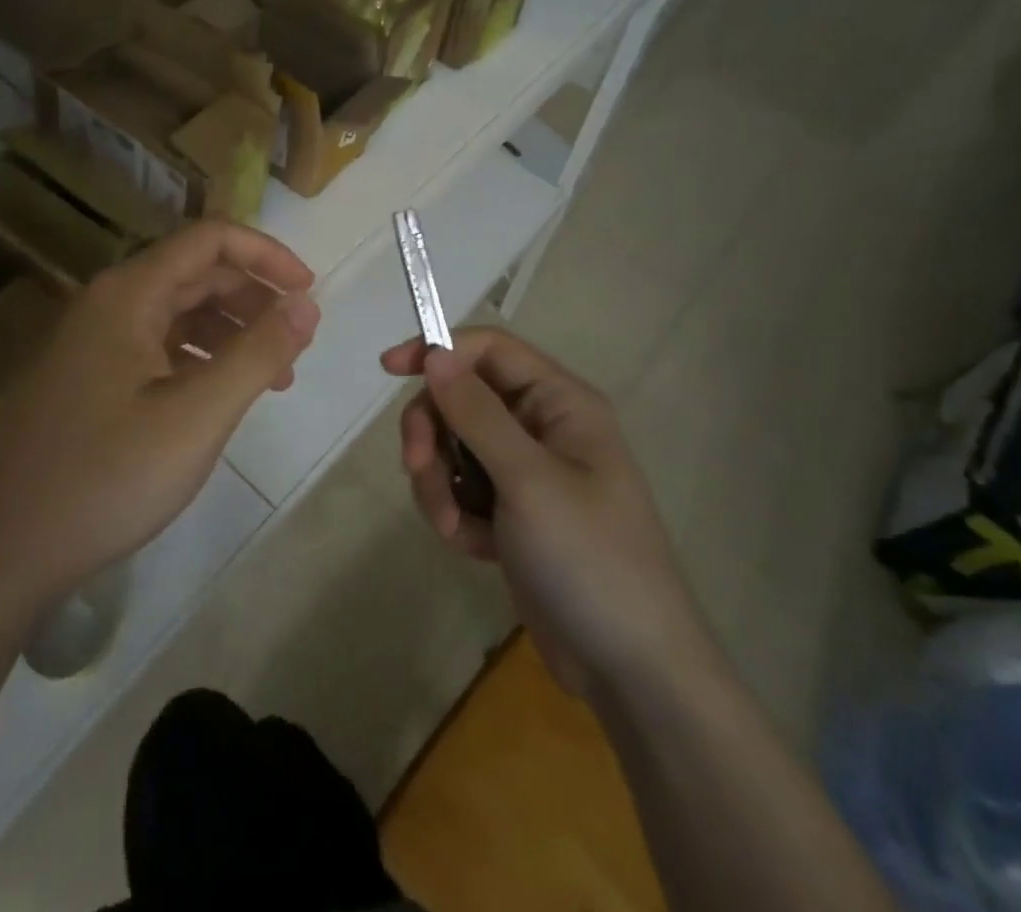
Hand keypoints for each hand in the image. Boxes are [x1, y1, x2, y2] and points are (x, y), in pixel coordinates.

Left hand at [0, 221, 318, 604]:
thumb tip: (306, 304)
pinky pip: (160, 344)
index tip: (307, 292)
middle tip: (297, 342)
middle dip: (254, 299)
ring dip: (232, 331)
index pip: (210, 239)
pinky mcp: (94, 374)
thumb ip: (259, 353)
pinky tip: (224, 394)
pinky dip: (202, 357)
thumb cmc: (111, 476)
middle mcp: (110, 302)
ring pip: (180, 311)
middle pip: (197, 273)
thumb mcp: (199, 415)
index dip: (266, 255)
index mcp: (129, 294)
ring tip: (274, 376)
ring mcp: (97, 339)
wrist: (13, 549)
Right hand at [382, 328, 709, 689]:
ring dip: (440, 483)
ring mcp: (526, 472)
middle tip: (418, 470)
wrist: (630, 671)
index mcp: (559, 402)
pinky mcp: (511, 512)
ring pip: (454, 446)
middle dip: (433, 433)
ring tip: (454, 529)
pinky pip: (462, 488)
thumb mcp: (527, 480)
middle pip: (461, 398)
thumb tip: (435, 353)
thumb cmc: (588, 559)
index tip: (390, 371)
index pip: (488, 349)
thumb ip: (476, 413)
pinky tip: (475, 549)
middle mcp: (541, 427)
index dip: (439, 351)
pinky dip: (456, 513)